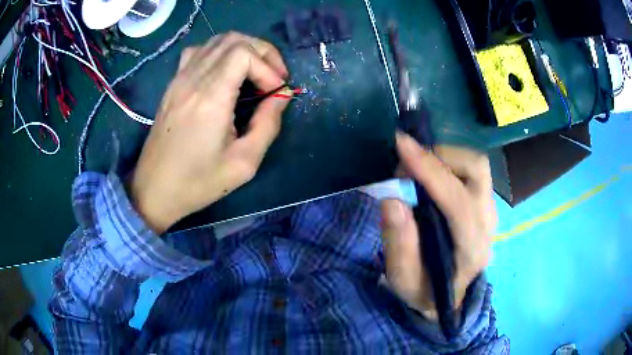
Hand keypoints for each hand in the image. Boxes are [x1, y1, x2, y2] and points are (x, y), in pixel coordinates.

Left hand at [130, 32, 292, 233]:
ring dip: (244, 49)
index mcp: (210, 98)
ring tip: (256, 71)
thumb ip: (268, 125)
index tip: (276, 94)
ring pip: (217, 41)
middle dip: (263, 52)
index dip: (268, 67)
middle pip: (234, 40)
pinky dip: (219, 52)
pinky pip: (198, 51)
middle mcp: (193, 79)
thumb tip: (282, 95)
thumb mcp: (243, 163)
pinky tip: (225, 71)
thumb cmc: (197, 182)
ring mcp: (179, 79)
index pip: (244, 54)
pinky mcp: (173, 84)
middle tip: (275, 77)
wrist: (154, 190)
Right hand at [380, 132, 495, 319]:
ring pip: (477, 165)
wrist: (449, 294)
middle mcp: (488, 224)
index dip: (430, 170)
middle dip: (440, 156)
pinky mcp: (485, 202)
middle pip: (477, 171)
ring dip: (445, 156)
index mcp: (471, 249)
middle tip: (406, 161)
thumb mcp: (403, 279)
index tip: (401, 145)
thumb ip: (399, 245)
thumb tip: (392, 201)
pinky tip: (430, 171)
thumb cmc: (425, 289)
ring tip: (416, 166)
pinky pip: (473, 169)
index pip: (458, 202)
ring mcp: (490, 210)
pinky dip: (449, 161)